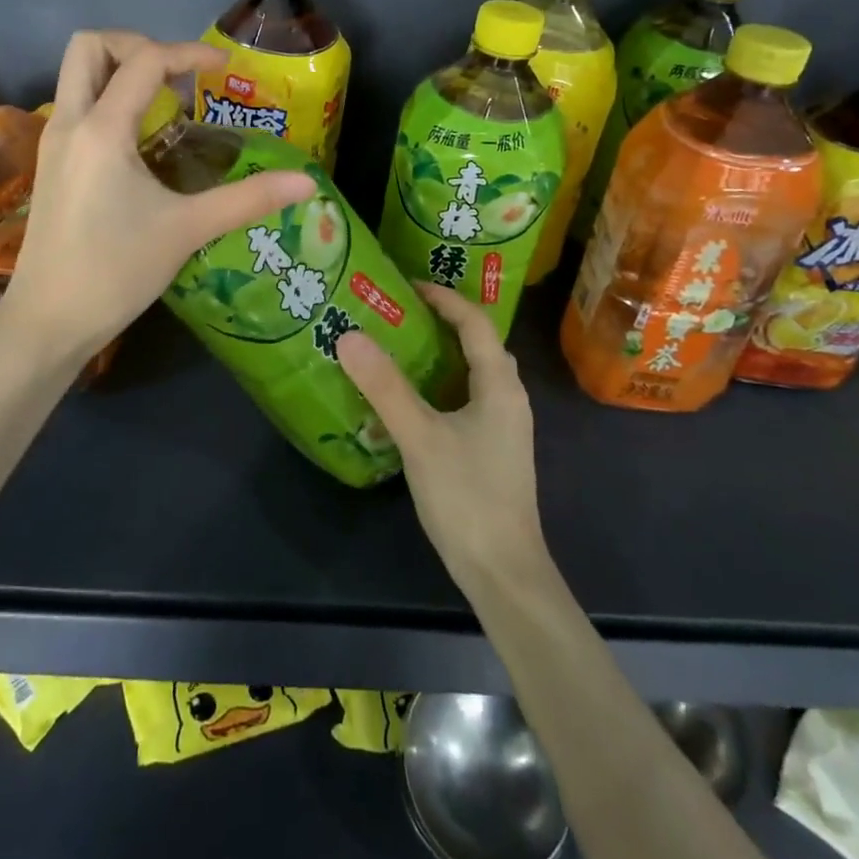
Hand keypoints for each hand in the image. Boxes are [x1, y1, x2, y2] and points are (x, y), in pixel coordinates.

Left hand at [0, 31, 314, 361]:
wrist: (49, 320)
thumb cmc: (116, 272)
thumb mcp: (187, 230)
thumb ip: (248, 199)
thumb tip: (307, 183)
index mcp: (101, 130)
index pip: (144, 60)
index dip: (189, 53)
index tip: (225, 69)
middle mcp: (69, 123)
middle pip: (90, 47)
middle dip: (137, 44)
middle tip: (177, 76)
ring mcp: (54, 142)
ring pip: (77, 75)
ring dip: (120, 71)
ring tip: (167, 104)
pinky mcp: (52, 164)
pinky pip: (78, 106)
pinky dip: (109, 99)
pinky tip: (143, 141)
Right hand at [336, 285, 548, 591]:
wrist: (504, 573)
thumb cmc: (467, 497)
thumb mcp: (420, 437)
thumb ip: (385, 387)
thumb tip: (349, 336)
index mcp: (499, 385)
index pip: (475, 322)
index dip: (444, 297)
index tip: (406, 284)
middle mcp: (508, 398)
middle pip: (479, 343)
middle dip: (443, 321)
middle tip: (399, 312)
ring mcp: (503, 427)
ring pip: (473, 373)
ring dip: (442, 354)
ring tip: (399, 346)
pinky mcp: (493, 451)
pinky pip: (467, 399)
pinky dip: (441, 385)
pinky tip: (410, 400)